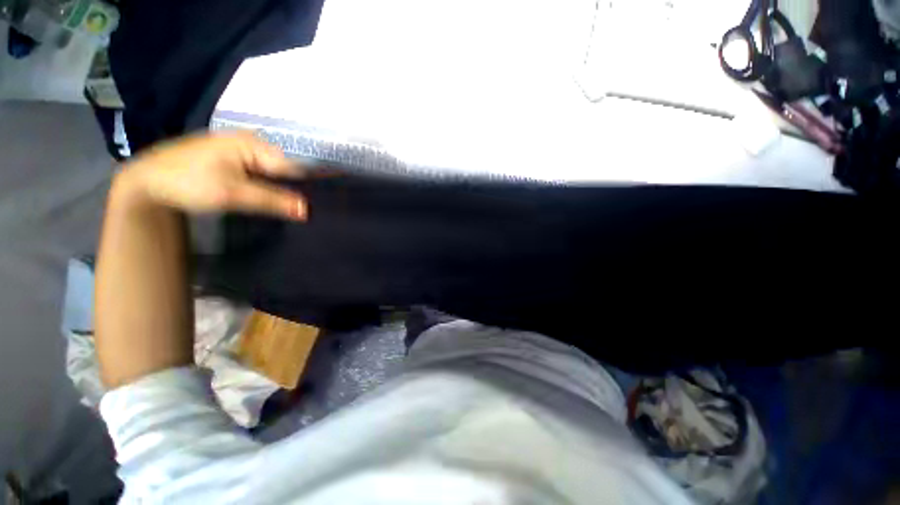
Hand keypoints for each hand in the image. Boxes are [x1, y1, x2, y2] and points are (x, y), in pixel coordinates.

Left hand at [115, 131, 306, 219]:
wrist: (147, 182)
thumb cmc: (189, 182)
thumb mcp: (233, 194)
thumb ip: (272, 201)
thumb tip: (307, 211)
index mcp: (253, 144)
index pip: (292, 167)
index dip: (303, 187)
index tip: (311, 207)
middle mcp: (249, 142)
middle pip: (282, 168)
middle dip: (290, 188)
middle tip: (295, 210)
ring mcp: (239, 149)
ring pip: (271, 172)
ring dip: (277, 188)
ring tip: (283, 206)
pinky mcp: (230, 158)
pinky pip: (258, 172)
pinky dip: (263, 185)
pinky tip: (262, 197)